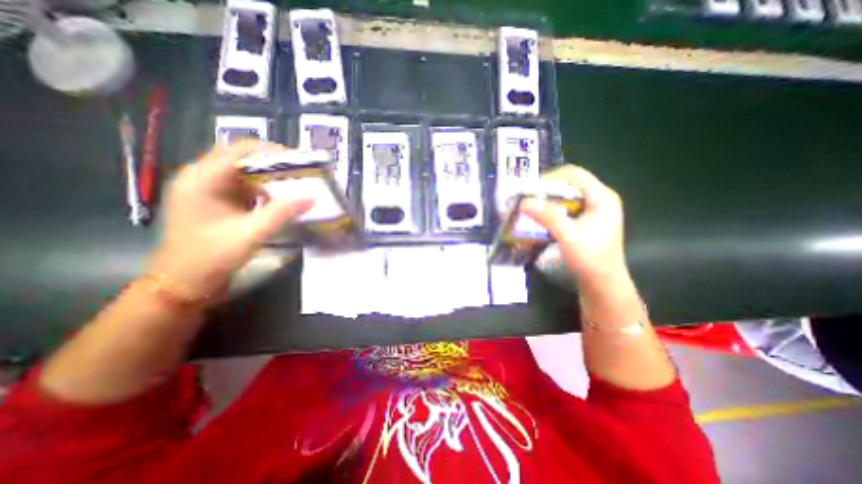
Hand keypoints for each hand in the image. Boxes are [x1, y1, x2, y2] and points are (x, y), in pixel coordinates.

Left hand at [144, 140, 312, 299]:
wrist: (183, 284)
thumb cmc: (209, 258)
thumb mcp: (250, 234)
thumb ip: (281, 213)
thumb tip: (311, 197)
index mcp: (202, 179)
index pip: (239, 151)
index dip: (270, 152)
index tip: (299, 161)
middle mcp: (203, 178)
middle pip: (243, 159)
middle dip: (274, 164)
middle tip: (302, 173)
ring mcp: (210, 191)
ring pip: (246, 174)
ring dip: (271, 177)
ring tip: (297, 184)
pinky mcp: (219, 202)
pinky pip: (246, 188)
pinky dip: (266, 191)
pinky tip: (282, 200)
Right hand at [518, 167, 626, 287]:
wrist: (602, 284)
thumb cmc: (590, 259)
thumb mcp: (568, 236)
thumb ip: (548, 216)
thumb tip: (523, 202)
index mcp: (602, 197)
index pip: (574, 175)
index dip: (550, 179)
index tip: (530, 191)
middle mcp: (598, 199)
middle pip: (568, 184)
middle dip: (545, 191)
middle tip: (526, 200)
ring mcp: (592, 210)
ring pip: (564, 196)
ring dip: (545, 201)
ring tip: (528, 208)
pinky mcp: (584, 220)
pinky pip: (564, 208)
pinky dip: (549, 210)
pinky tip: (538, 218)